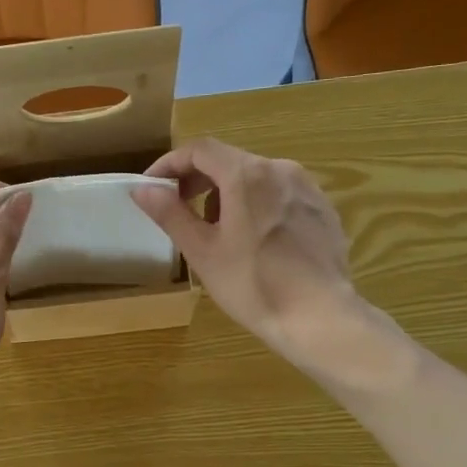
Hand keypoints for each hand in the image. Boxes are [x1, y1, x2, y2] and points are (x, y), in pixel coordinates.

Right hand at [134, 138, 361, 358]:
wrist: (320, 316)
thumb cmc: (253, 284)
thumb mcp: (202, 252)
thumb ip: (170, 214)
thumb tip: (143, 189)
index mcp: (246, 175)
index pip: (199, 150)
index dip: (170, 164)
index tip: (152, 187)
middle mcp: (280, 169)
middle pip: (229, 161)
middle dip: (198, 181)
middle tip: (178, 210)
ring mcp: (307, 188)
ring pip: (256, 178)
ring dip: (227, 195)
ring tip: (217, 233)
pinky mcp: (323, 209)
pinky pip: (280, 195)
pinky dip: (257, 206)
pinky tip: (255, 242)